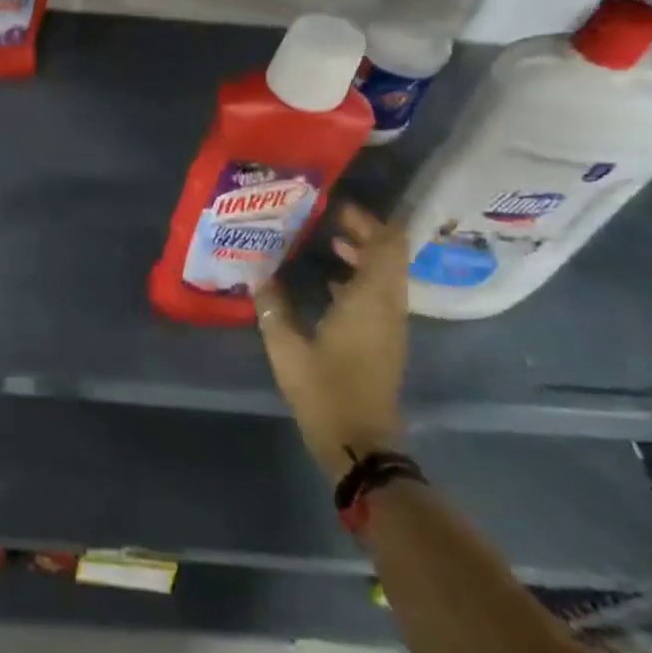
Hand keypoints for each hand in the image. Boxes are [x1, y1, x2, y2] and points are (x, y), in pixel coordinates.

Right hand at [256, 203, 409, 482]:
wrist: (361, 445)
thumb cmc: (325, 391)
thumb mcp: (287, 348)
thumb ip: (273, 307)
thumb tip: (260, 275)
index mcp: (370, 300)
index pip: (387, 244)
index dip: (367, 220)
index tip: (335, 208)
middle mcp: (388, 306)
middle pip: (389, 255)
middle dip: (362, 232)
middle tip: (324, 221)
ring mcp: (391, 325)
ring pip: (386, 275)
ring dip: (362, 255)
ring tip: (323, 245)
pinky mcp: (385, 341)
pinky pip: (380, 295)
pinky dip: (360, 279)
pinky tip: (327, 283)